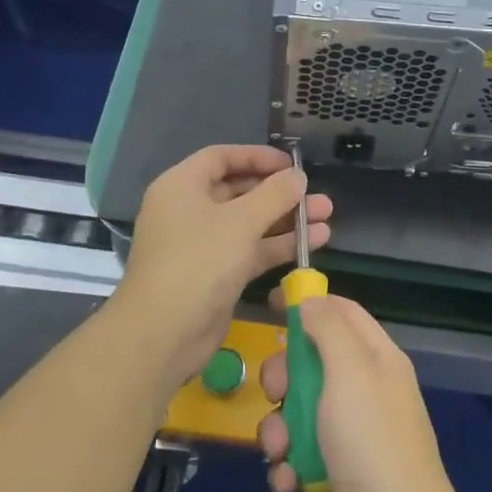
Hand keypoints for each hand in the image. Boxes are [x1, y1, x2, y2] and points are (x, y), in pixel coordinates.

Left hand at [110, 145, 331, 392]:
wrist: (164, 334)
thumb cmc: (199, 262)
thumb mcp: (241, 222)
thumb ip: (275, 194)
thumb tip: (298, 176)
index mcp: (182, 186)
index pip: (222, 157)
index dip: (257, 156)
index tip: (291, 164)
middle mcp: (190, 210)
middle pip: (239, 190)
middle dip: (280, 192)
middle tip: (316, 193)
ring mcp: (204, 244)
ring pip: (250, 222)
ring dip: (287, 218)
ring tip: (327, 215)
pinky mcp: (217, 273)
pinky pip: (251, 249)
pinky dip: (279, 244)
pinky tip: (315, 241)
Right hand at [257, 295, 466, 491]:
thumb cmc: (371, 442)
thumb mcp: (351, 371)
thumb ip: (328, 328)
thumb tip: (309, 299)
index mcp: (377, 359)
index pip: (342, 313)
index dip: (308, 304)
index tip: (269, 305)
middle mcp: (364, 391)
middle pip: (311, 362)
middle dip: (284, 376)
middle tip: (276, 392)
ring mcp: (348, 434)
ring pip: (296, 410)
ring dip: (279, 428)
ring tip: (281, 448)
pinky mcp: (332, 473)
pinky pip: (297, 453)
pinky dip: (287, 465)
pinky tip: (290, 481)